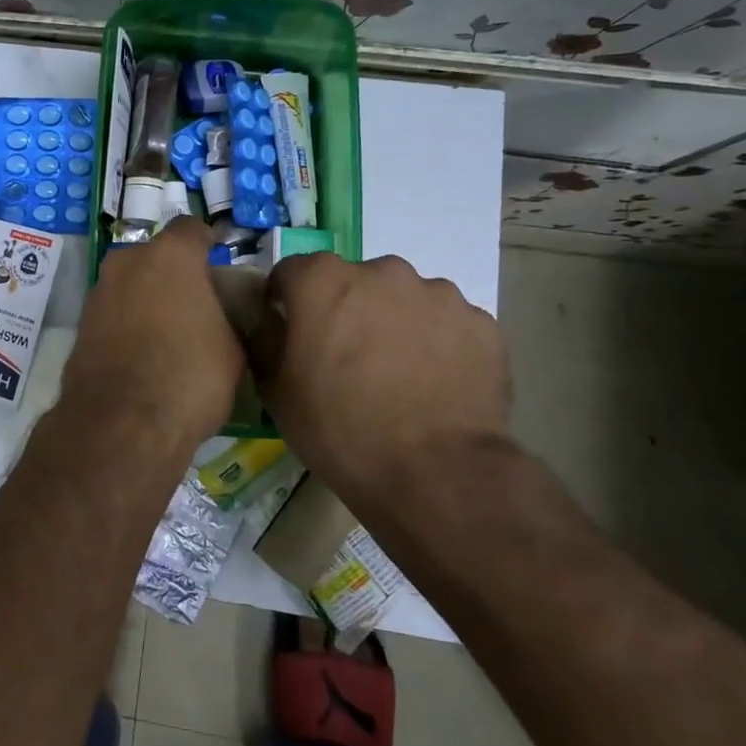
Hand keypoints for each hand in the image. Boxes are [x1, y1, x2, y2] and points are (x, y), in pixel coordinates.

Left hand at [60, 217, 242, 449]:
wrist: (121, 422)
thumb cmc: (190, 376)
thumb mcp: (233, 348)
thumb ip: (225, 317)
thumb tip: (218, 316)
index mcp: (170, 256)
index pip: (191, 229)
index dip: (207, 242)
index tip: (219, 256)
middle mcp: (127, 262)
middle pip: (155, 256)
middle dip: (173, 273)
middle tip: (194, 301)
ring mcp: (98, 292)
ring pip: (130, 283)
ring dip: (147, 298)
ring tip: (168, 332)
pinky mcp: (80, 325)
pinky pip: (113, 313)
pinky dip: (127, 323)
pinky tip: (142, 352)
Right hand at [251, 253, 509, 492]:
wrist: (435, 473)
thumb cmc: (339, 428)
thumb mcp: (276, 391)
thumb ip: (264, 341)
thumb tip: (267, 322)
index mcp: (323, 281)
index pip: (291, 272)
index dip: (285, 300)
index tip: (289, 331)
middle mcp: (380, 272)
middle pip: (352, 281)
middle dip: (345, 309)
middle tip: (346, 356)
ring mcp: (437, 294)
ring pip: (403, 299)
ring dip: (393, 322)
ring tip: (397, 373)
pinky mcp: (480, 323)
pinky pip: (446, 324)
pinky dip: (436, 343)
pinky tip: (434, 384)